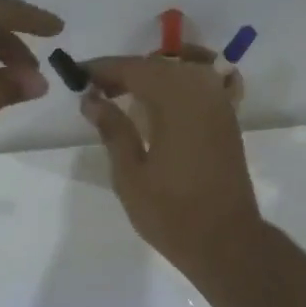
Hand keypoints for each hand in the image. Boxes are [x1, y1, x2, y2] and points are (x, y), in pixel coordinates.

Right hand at [81, 49, 263, 277]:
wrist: (225, 241)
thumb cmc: (171, 213)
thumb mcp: (130, 174)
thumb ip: (112, 130)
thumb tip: (92, 99)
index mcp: (177, 100)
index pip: (135, 69)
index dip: (104, 69)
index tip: (77, 75)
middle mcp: (203, 92)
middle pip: (160, 65)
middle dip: (126, 72)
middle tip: (95, 90)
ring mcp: (220, 105)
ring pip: (182, 71)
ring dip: (151, 76)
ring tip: (122, 96)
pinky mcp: (228, 121)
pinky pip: (200, 87)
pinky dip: (175, 86)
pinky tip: (156, 106)